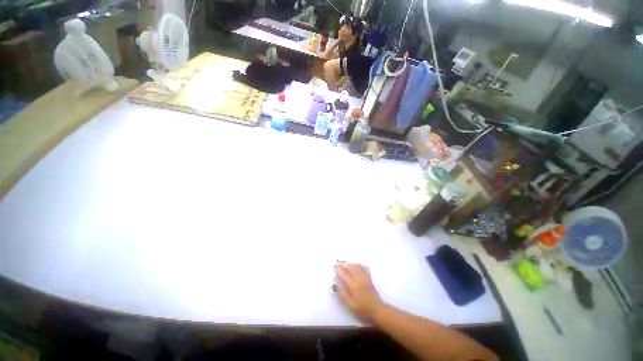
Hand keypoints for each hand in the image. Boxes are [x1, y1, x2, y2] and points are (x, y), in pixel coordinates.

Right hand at [333, 261, 383, 323]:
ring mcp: (365, 278)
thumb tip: (335, 285)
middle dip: (343, 264)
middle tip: (338, 262)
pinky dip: (359, 264)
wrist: (378, 310)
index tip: (334, 267)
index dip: (338, 270)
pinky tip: (356, 264)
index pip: (344, 275)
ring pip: (357, 266)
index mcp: (354, 286)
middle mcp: (360, 279)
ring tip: (344, 262)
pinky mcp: (369, 278)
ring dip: (350, 263)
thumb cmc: (363, 310)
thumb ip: (343, 295)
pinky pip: (364, 268)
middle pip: (350, 268)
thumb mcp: (351, 305)